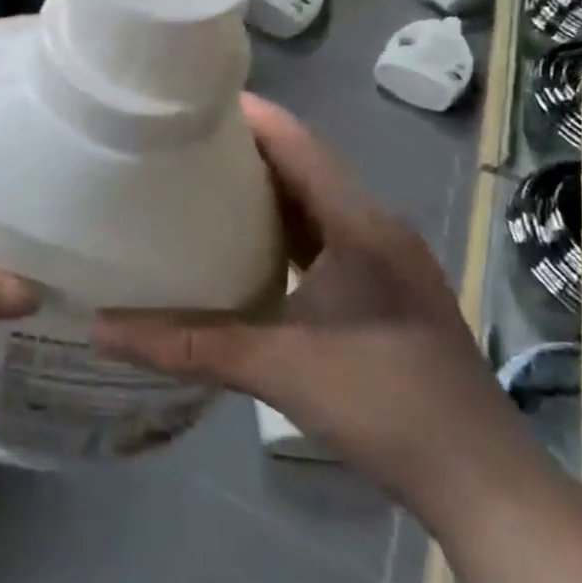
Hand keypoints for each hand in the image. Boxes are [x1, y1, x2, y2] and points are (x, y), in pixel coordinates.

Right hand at [92, 95, 523, 514]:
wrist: (482, 483)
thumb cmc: (385, 405)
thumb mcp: (274, 368)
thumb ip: (185, 344)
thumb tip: (100, 327)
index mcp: (358, 224)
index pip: (295, 142)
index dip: (244, 114)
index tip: (184, 100)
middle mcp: (373, 227)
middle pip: (301, 164)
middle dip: (240, 147)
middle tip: (173, 139)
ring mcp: (382, 258)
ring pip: (311, 201)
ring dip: (260, 187)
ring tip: (195, 180)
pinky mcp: (380, 288)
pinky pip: (320, 235)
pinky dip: (279, 226)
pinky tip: (239, 242)